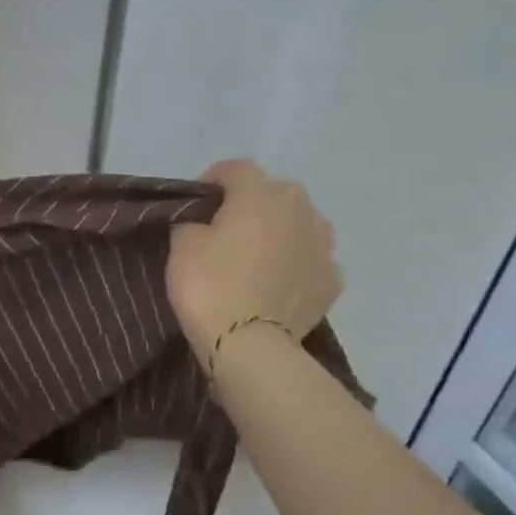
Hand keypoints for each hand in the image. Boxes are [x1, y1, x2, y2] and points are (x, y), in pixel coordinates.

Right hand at [167, 160, 341, 357]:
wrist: (249, 345)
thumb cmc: (210, 285)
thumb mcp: (182, 244)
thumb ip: (193, 221)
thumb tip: (204, 223)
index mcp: (261, 193)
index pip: (235, 169)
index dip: (212, 181)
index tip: (196, 203)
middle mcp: (301, 209)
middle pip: (272, 194)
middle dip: (251, 205)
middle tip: (226, 232)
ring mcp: (324, 245)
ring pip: (298, 225)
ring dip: (279, 233)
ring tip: (257, 258)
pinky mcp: (332, 280)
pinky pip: (310, 261)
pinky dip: (295, 266)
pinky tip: (277, 284)